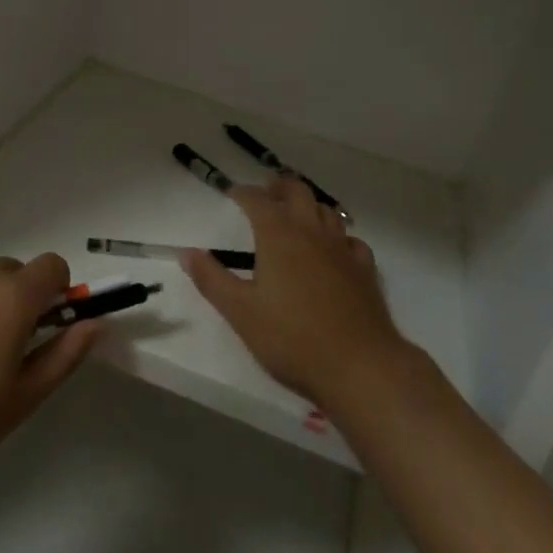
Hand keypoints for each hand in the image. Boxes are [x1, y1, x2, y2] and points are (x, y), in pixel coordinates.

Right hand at [182, 176, 409, 408]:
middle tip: (267, 193)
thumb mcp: (241, 312)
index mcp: (279, 237)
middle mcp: (312, 233)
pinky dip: (338, 236)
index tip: (233, 193)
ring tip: (298, 215)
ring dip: (309, 205)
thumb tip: (187, 252)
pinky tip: (334, 249)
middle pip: (298, 192)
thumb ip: (212, 280)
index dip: (244, 193)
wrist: (359, 365)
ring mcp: (343, 249)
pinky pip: (350, 240)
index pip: (258, 201)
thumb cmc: (292, 339)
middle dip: (280, 188)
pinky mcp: (365, 270)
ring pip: (327, 211)